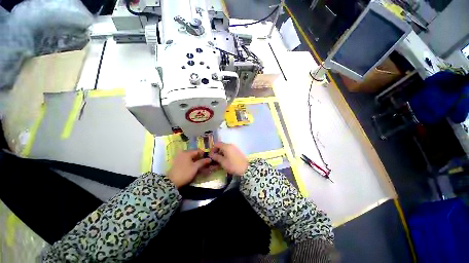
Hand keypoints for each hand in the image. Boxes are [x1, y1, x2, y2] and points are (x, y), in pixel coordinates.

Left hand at [167, 150, 210, 187]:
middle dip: (199, 158)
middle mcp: (182, 153)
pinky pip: (185, 160)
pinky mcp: (176, 162)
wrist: (171, 182)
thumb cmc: (185, 173)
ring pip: (189, 157)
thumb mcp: (195, 167)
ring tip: (199, 165)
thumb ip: (203, 162)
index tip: (208, 159)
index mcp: (187, 152)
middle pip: (193, 154)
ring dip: (195, 160)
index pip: (198, 151)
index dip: (204, 155)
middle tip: (204, 163)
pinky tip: (192, 167)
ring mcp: (178, 157)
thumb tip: (210, 159)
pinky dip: (190, 162)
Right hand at [209, 142, 247, 175]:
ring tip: (219, 160)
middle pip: (221, 145)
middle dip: (217, 151)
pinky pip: (229, 150)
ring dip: (221, 152)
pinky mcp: (237, 151)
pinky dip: (226, 153)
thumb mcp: (223, 162)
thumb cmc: (232, 165)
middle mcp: (230, 145)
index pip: (217, 144)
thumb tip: (211, 154)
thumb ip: (216, 157)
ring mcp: (234, 148)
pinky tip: (225, 159)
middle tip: (215, 158)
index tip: (211, 155)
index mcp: (226, 146)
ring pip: (225, 148)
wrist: (245, 168)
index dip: (213, 149)